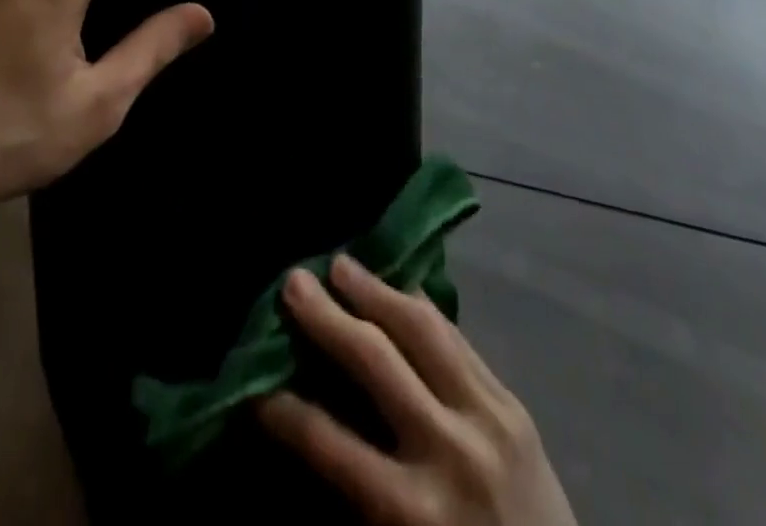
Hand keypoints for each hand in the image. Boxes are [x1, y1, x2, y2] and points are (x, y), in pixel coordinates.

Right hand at [258, 255, 576, 525]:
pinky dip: (420, 306)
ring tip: (341, 264)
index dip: (286, 413)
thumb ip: (359, 499)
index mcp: (412, 512)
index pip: (330, 446)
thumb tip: (312, 430)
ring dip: (375, 291)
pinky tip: (398, 286)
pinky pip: (457, 337)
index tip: (253, 387)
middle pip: (375, 362)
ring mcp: (486, 416)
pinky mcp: (512, 401)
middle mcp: (448, 449)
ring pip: (421, 330)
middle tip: (292, 281)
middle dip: (327, 319)